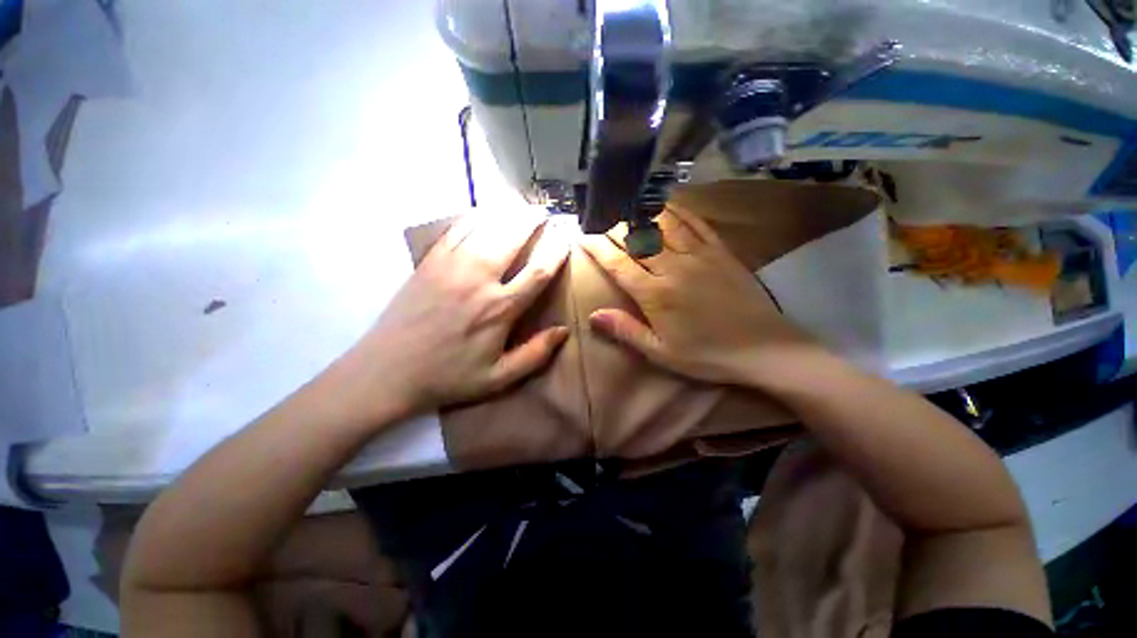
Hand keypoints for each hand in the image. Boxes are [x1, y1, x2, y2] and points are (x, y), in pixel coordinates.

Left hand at [348, 211, 569, 418]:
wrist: (388, 370)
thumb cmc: (448, 376)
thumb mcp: (498, 378)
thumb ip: (535, 355)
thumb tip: (563, 331)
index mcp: (500, 308)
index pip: (538, 271)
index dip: (556, 250)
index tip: (565, 237)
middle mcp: (479, 279)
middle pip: (513, 237)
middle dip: (533, 221)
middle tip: (545, 211)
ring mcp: (452, 266)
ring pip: (486, 227)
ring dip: (507, 214)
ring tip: (521, 207)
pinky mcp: (430, 262)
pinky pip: (457, 229)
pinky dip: (475, 217)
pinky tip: (485, 213)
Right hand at [580, 207, 815, 385]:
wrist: (765, 348)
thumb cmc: (707, 355)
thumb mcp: (661, 352)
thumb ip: (626, 331)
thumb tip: (593, 315)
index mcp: (655, 294)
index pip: (618, 263)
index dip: (597, 247)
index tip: (583, 235)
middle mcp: (673, 267)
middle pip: (637, 238)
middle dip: (614, 226)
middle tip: (599, 218)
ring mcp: (699, 255)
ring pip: (664, 224)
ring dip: (641, 212)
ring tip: (625, 204)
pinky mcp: (720, 251)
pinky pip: (695, 223)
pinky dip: (678, 211)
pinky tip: (666, 204)